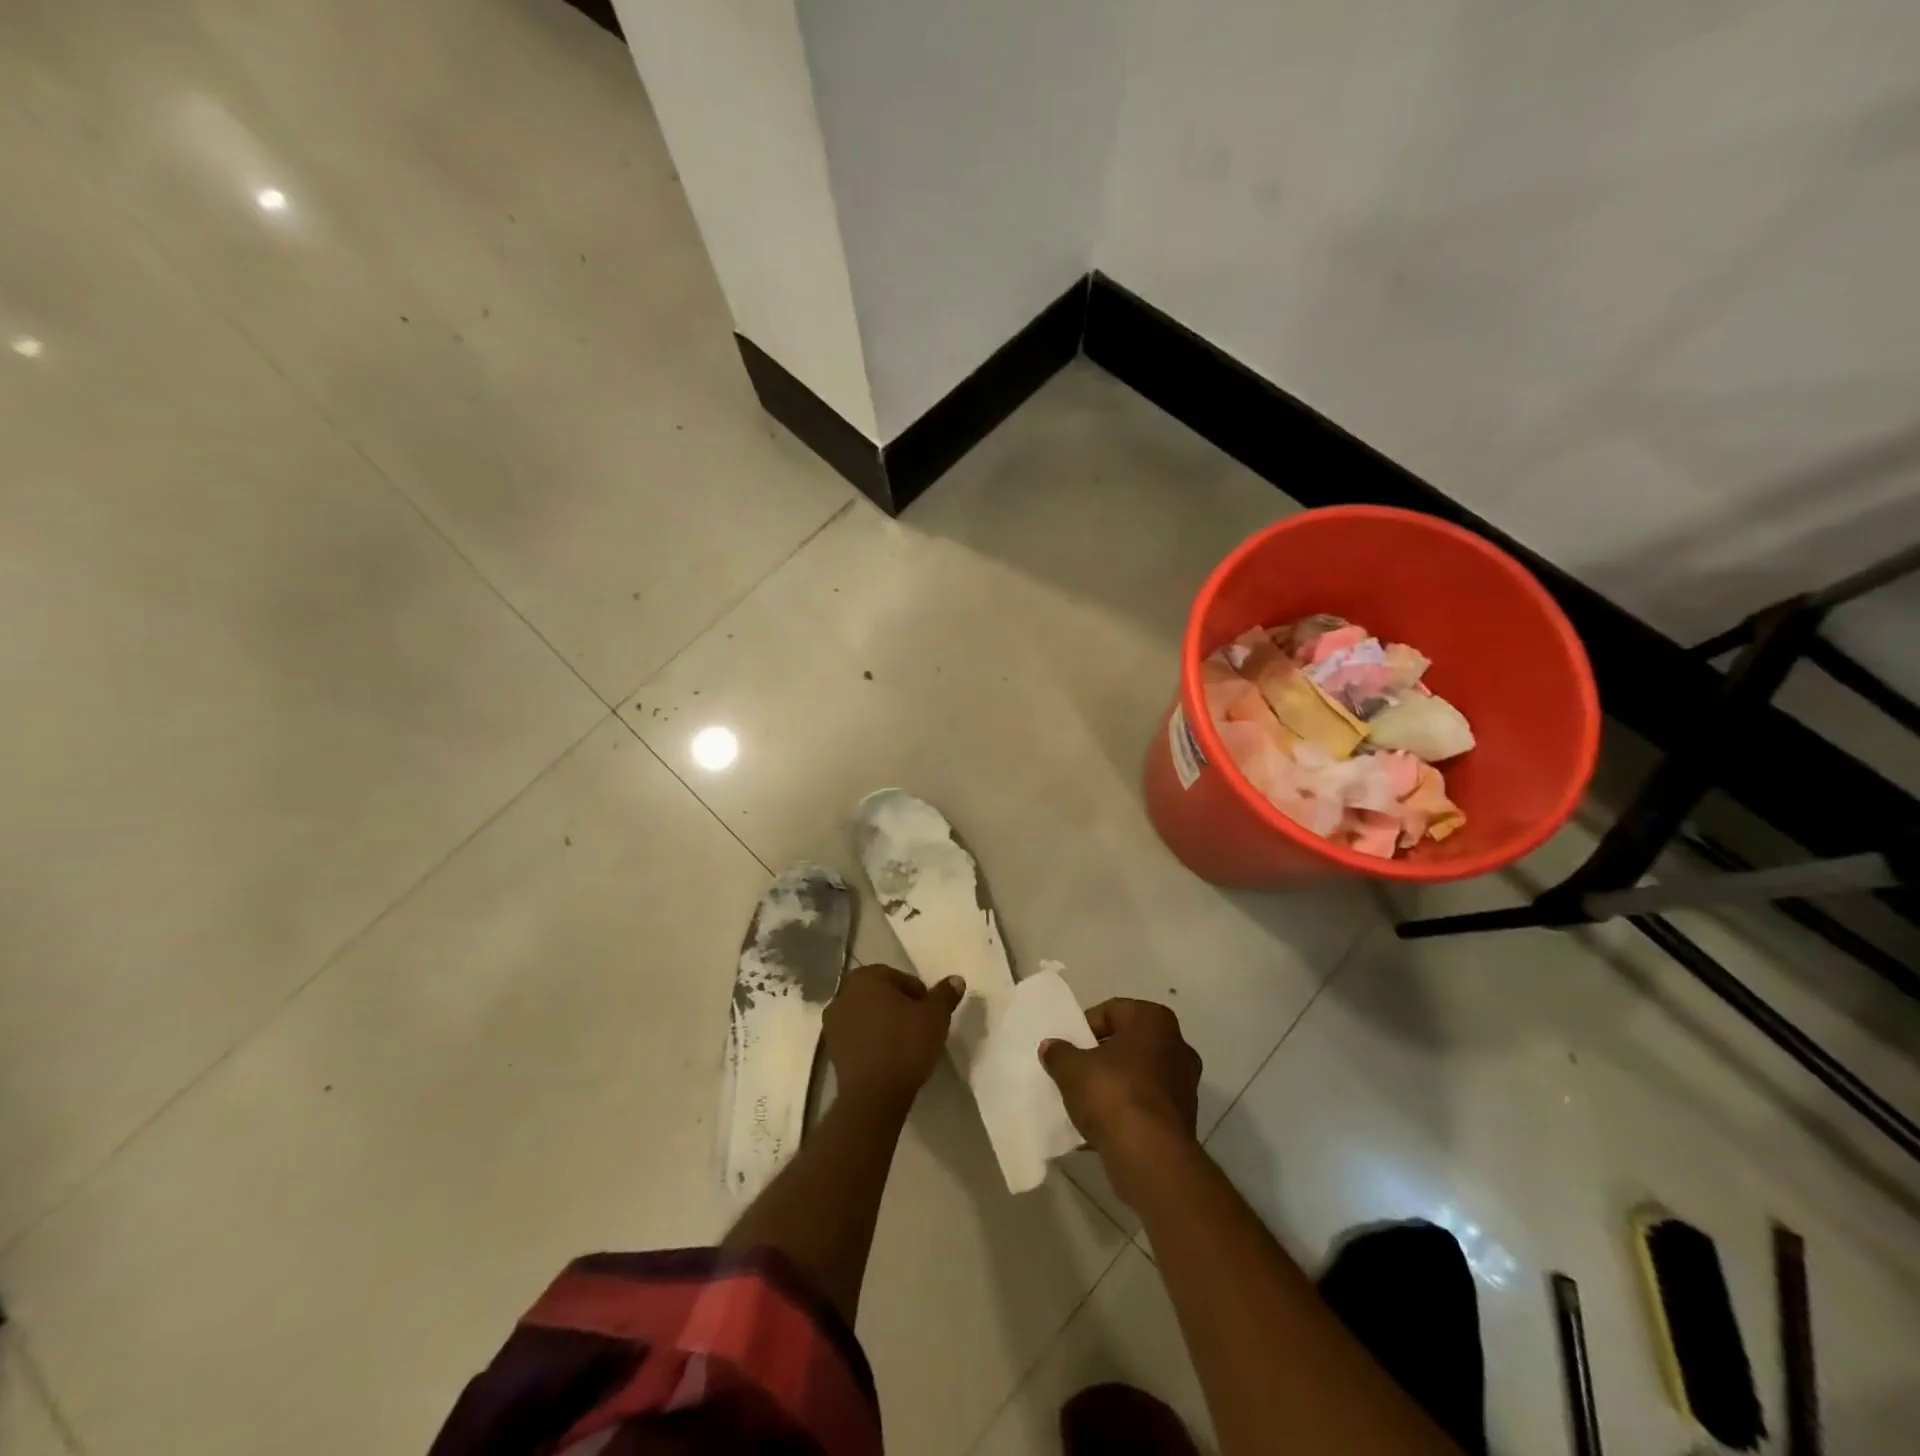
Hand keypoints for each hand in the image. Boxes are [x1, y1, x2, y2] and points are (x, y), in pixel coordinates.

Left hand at [824, 964, 963, 1109]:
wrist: (873, 1096)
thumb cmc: (905, 1045)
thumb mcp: (935, 1016)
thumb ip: (945, 994)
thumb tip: (956, 979)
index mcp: (866, 977)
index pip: (901, 978)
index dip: (920, 996)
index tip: (930, 1015)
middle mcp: (844, 993)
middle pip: (881, 994)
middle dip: (900, 1007)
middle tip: (920, 1028)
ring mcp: (833, 1022)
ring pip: (868, 1015)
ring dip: (884, 1024)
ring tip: (905, 1044)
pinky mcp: (831, 1049)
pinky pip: (858, 1036)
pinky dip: (872, 1041)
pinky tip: (888, 1057)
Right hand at [1040, 998, 1200, 1162]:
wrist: (1150, 1156)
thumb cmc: (1112, 1094)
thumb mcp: (1072, 1069)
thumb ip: (1059, 1053)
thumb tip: (1051, 1047)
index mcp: (1154, 1020)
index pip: (1112, 1011)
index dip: (1086, 1027)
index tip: (1069, 1047)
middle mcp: (1177, 1045)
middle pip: (1129, 1043)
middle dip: (1103, 1056)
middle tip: (1077, 1070)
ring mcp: (1185, 1084)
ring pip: (1140, 1075)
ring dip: (1116, 1084)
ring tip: (1087, 1102)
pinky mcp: (1185, 1118)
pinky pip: (1148, 1104)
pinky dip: (1128, 1110)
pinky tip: (1103, 1127)